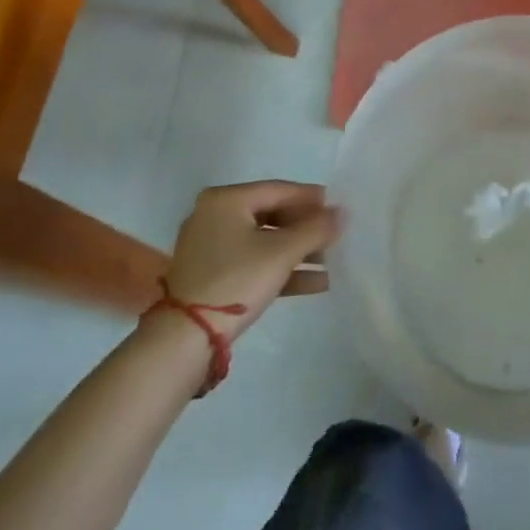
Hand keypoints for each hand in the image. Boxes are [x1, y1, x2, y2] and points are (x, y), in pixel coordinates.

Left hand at [161, 181, 340, 341]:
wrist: (185, 340)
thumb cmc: (236, 280)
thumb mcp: (282, 252)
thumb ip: (316, 229)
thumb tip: (344, 212)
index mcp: (226, 200)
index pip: (279, 190)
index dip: (312, 198)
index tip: (339, 206)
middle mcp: (215, 216)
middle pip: (272, 215)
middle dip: (307, 228)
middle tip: (336, 235)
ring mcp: (211, 247)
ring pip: (265, 241)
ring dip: (299, 251)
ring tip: (332, 260)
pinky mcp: (213, 275)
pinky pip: (254, 262)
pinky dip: (281, 269)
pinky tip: (316, 282)